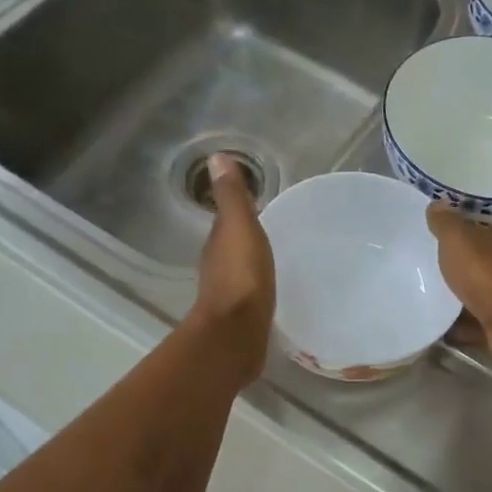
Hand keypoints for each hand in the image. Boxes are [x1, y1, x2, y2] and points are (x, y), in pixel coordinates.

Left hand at [189, 154, 275, 385]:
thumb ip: (233, 197)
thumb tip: (217, 157)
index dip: (239, 210)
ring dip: (251, 262)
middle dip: (247, 236)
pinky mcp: (240, 317)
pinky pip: (250, 293)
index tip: (258, 201)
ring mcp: (228, 293)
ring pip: (240, 269)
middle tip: (272, 228)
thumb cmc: (242, 278)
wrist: (236, 334)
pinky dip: (258, 286)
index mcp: (218, 243)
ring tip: (275, 257)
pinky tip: (272, 289)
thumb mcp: (241, 229)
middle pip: (232, 245)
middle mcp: (217, 266)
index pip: (227, 220)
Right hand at [426, 203, 491, 366]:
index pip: (474, 230)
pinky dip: (454, 328)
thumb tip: (437, 202)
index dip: (455, 230)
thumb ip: (446, 223)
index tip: (429, 234)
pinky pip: (469, 326)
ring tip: (420, 300)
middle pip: (471, 264)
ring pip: (470, 295)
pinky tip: (433, 329)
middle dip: (451, 267)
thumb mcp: (457, 239)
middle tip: (417, 269)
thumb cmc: (483, 272)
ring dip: (451, 299)